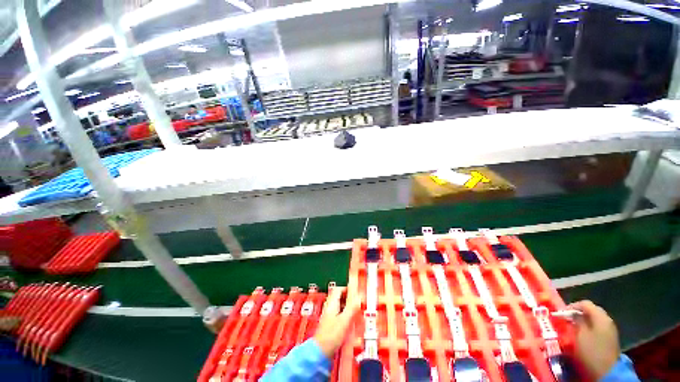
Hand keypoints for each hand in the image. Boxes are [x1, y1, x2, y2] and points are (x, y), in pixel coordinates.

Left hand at [314, 287, 360, 358]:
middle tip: (357, 302)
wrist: (320, 352)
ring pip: (339, 306)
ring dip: (347, 307)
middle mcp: (329, 308)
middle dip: (349, 298)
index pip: (338, 290)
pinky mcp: (329, 324)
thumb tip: (359, 297)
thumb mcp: (344, 321)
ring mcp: (328, 316)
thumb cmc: (331, 335)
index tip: (355, 293)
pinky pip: (338, 314)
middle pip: (339, 297)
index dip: (347, 289)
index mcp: (331, 304)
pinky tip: (350, 322)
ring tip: (356, 311)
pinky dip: (345, 315)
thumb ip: (352, 308)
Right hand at [567, 300, 619, 379]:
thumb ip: (577, 321)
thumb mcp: (580, 335)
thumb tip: (573, 315)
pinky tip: (583, 334)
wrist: (607, 371)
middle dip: (579, 312)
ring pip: (595, 319)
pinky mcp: (610, 338)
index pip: (585, 304)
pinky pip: (598, 327)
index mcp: (601, 317)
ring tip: (574, 326)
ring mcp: (610, 329)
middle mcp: (607, 320)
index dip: (572, 306)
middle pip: (592, 310)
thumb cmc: (591, 351)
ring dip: (584, 320)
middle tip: (568, 318)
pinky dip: (589, 327)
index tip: (562, 312)